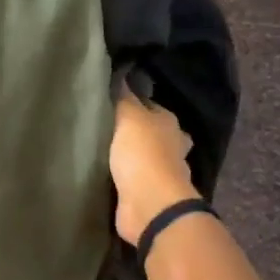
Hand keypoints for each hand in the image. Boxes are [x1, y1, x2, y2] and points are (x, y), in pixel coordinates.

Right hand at [110, 87, 201, 245]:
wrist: (149, 203)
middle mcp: (173, 146)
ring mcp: (164, 173)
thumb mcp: (129, 117)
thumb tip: (122, 76)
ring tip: (106, 151)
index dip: (135, 103)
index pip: (152, 106)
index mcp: (170, 124)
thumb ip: (124, 98)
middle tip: (111, 128)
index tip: (114, 102)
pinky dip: (128, 178)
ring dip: (134, 157)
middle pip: (155, 133)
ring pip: (148, 158)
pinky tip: (111, 175)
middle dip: (139, 132)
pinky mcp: (151, 195)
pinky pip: (137, 180)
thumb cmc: (142, 154)